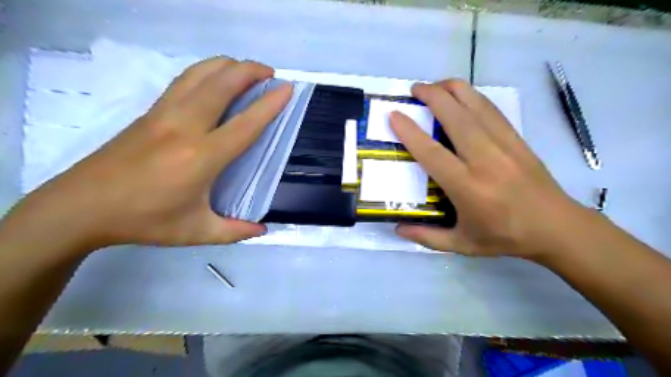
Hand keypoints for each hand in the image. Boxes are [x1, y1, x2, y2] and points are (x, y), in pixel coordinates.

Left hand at [3, 59, 291, 252]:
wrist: (81, 207)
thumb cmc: (144, 220)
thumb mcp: (196, 232)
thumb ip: (234, 231)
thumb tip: (262, 230)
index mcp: (202, 157)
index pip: (245, 124)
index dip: (269, 105)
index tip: (286, 89)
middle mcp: (185, 127)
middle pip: (222, 84)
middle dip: (250, 71)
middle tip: (270, 73)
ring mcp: (164, 115)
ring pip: (199, 74)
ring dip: (227, 65)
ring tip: (246, 69)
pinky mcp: (149, 112)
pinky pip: (184, 81)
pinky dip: (205, 71)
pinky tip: (214, 78)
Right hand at [391, 80, 588, 261]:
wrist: (557, 227)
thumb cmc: (505, 237)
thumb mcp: (462, 245)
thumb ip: (427, 238)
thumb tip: (397, 228)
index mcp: (467, 187)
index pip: (432, 152)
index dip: (410, 131)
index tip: (394, 115)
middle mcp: (485, 160)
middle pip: (455, 117)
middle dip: (432, 96)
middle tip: (413, 89)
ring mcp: (504, 145)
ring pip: (475, 106)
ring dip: (453, 89)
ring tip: (435, 85)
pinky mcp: (517, 139)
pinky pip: (491, 110)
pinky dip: (473, 96)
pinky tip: (462, 94)